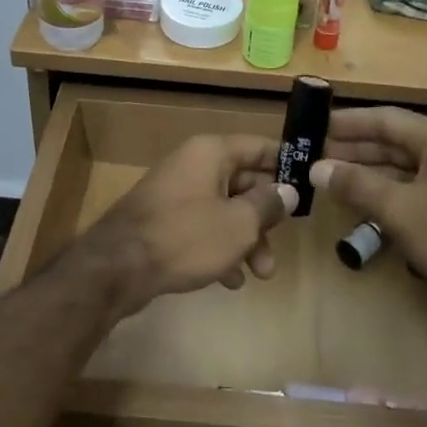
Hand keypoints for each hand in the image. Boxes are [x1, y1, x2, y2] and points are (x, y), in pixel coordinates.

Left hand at [77, 134, 295, 317]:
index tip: (309, 182)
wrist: (118, 267)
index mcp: (211, 152)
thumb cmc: (186, 236)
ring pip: (224, 208)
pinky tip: (228, 280)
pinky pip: (202, 226)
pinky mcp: (163, 218)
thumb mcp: (238, 224)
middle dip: (264, 217)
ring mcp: (175, 191)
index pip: (258, 146)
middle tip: (280, 247)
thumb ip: (267, 205)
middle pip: (242, 182)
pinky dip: (219, 247)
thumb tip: (287, 191)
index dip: (285, 164)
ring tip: (258, 274)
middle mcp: (193, 163)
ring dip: (245, 239)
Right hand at [309, 108, 426, 327]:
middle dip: (355, 150)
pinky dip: (391, 196)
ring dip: (370, 175)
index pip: (384, 118)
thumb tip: (317, 168)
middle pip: (394, 142)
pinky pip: (418, 192)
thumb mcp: (401, 210)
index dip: (348, 122)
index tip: (314, 126)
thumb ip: (358, 185)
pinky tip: (367, 209)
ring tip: (333, 182)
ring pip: (405, 169)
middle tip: (315, 156)